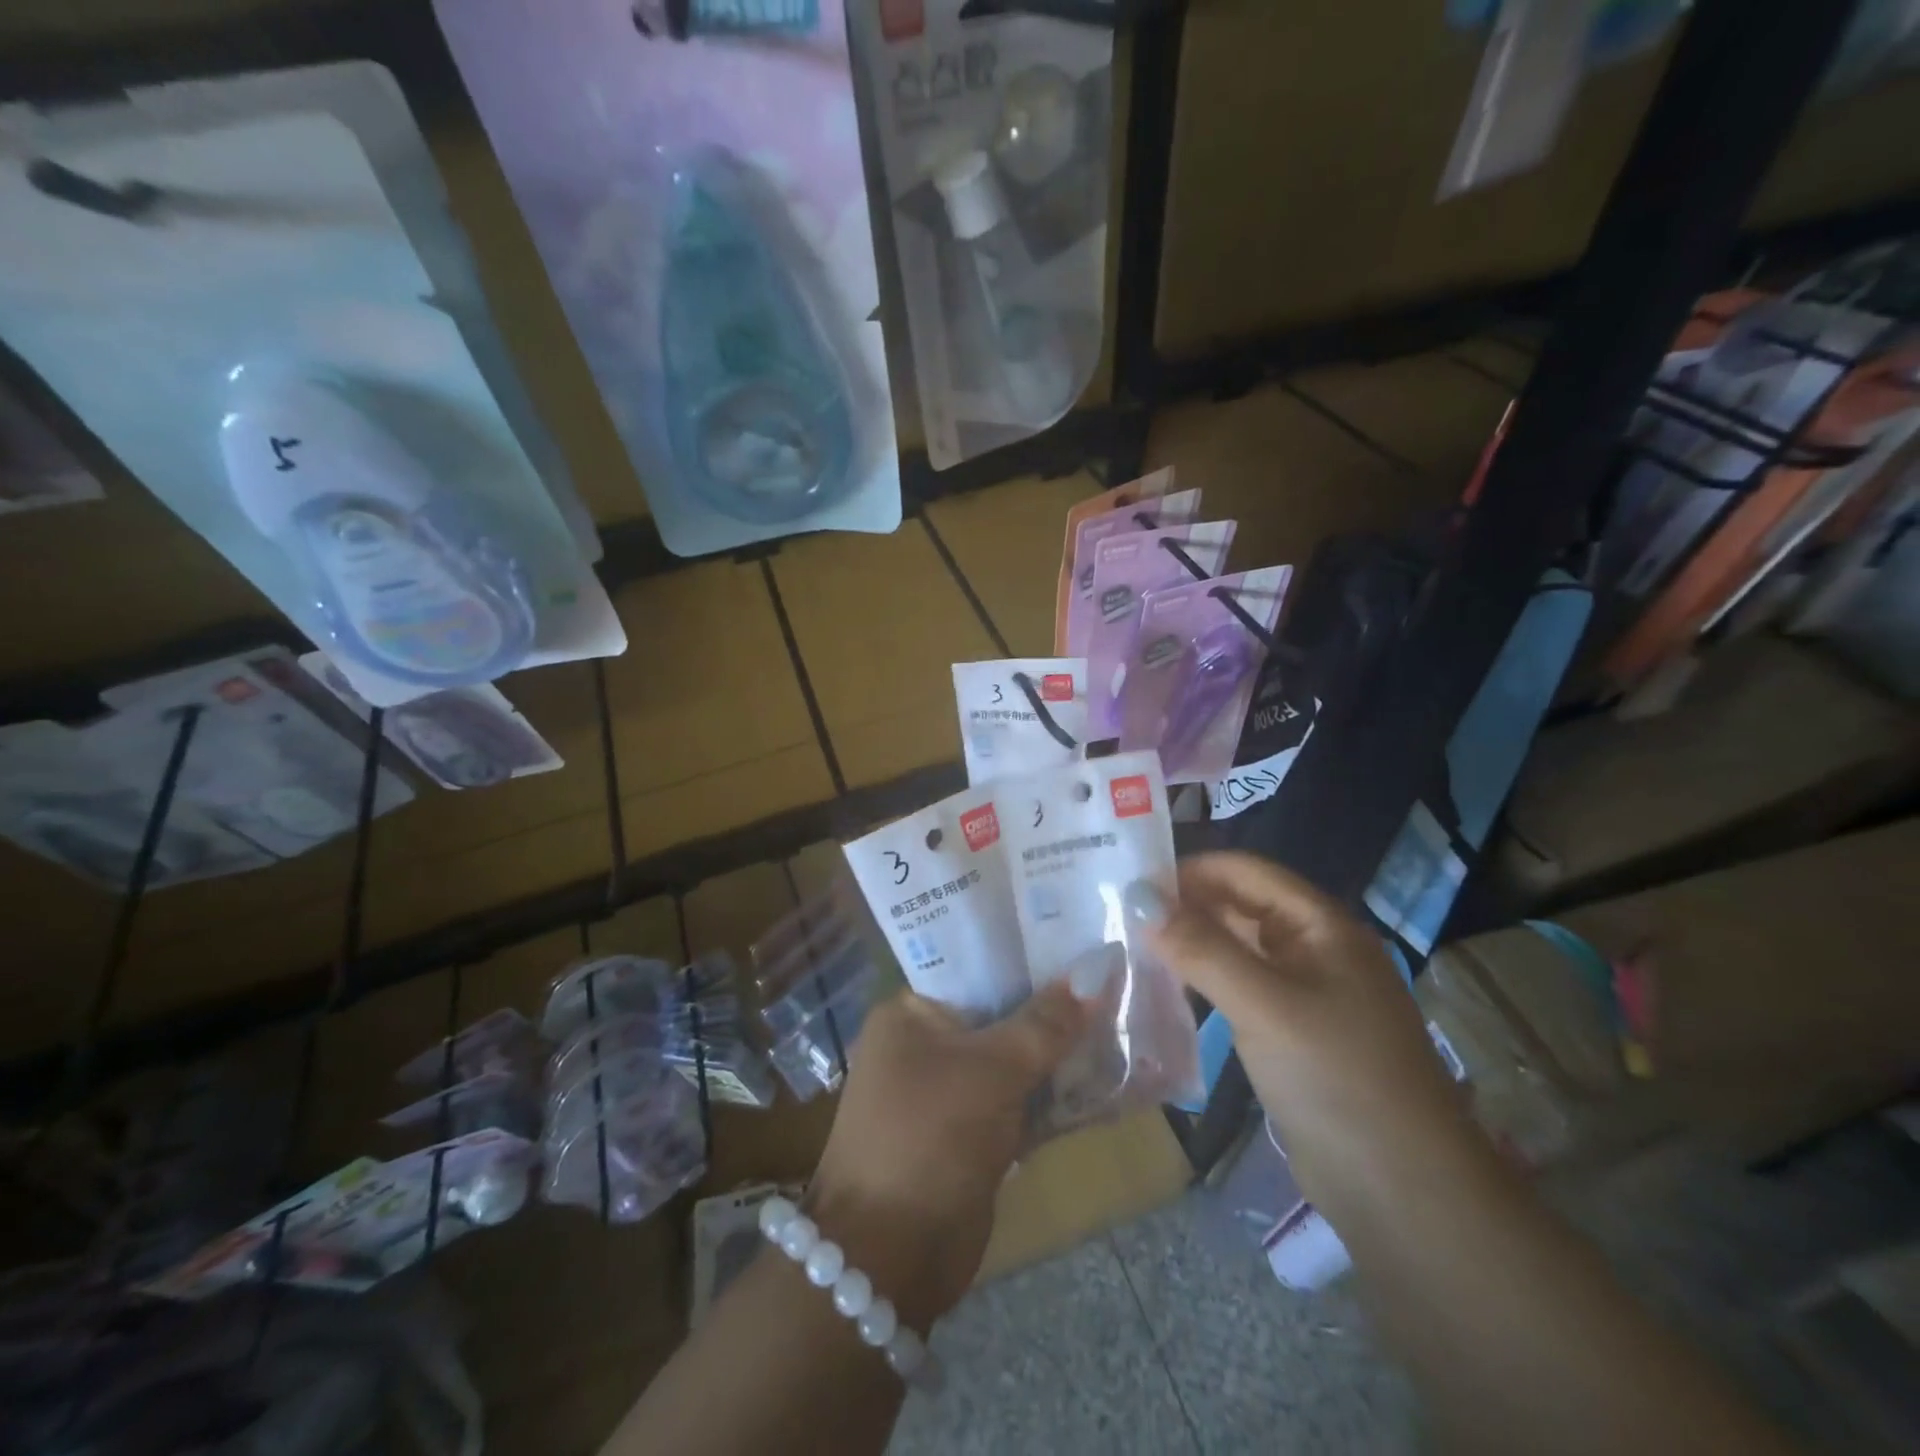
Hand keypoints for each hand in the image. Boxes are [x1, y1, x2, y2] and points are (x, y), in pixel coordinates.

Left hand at [805, 984, 1098, 1327]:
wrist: (889, 1260)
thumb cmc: (928, 1139)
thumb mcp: (990, 1071)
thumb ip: (1045, 1022)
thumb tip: (1099, 969)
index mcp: (911, 1011)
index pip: (976, 963)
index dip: (1028, 951)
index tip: (1082, 937)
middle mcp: (927, 1042)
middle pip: (1001, 1010)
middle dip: (1055, 1004)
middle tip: (1115, 977)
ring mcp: (951, 1090)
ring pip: (1016, 1056)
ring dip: (1062, 1050)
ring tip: (1124, 1019)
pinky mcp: (973, 1133)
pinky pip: (1022, 1099)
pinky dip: (1057, 1093)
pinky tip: (1110, 1078)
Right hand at [1127, 852, 1476, 1218]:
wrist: (1405, 1193)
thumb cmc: (1336, 1078)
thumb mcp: (1262, 1004)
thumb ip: (1200, 947)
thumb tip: (1137, 898)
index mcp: (1322, 925)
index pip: (1246, 871)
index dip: (1190, 869)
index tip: (1131, 882)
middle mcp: (1315, 949)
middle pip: (1241, 906)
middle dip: (1185, 905)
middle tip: (1120, 914)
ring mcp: (1305, 993)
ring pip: (1237, 948)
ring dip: (1190, 943)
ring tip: (1131, 944)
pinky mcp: (1292, 1033)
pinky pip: (1240, 988)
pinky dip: (1204, 980)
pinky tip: (1166, 986)